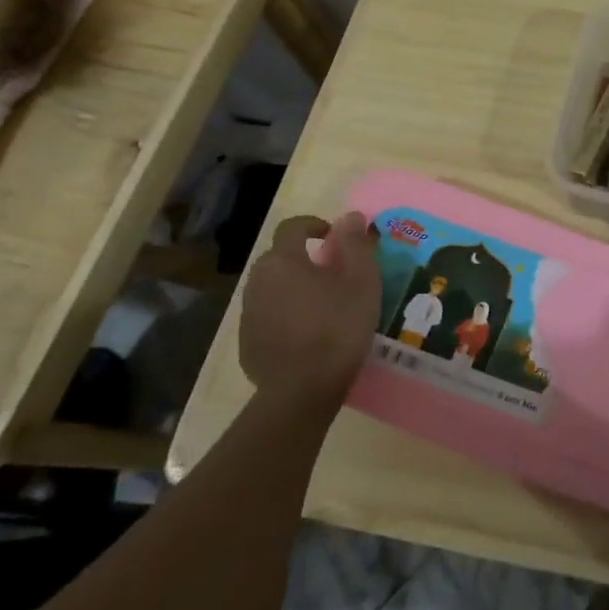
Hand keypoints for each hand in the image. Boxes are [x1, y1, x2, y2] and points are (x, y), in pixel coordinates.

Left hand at [239, 212, 381, 408]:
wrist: (301, 392)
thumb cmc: (337, 327)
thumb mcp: (361, 282)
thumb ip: (355, 244)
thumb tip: (349, 216)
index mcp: (283, 261)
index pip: (292, 227)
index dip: (313, 225)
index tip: (334, 237)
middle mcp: (258, 281)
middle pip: (280, 258)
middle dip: (304, 259)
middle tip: (334, 274)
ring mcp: (248, 314)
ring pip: (273, 288)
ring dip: (294, 287)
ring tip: (323, 306)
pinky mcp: (247, 343)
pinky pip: (268, 316)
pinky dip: (286, 315)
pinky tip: (308, 335)